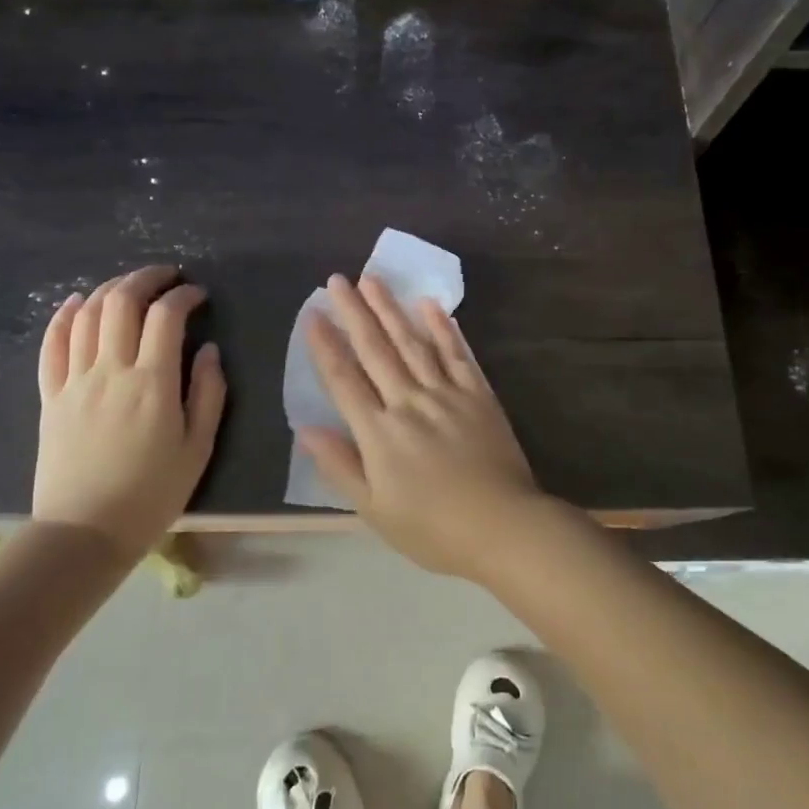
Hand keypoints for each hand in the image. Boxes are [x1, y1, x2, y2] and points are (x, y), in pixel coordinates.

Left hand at [33, 264, 226, 554]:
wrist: (85, 532)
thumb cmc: (151, 493)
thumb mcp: (198, 448)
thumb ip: (208, 393)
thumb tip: (208, 350)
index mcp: (152, 383)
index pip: (166, 316)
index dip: (184, 295)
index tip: (199, 295)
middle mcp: (110, 370)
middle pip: (121, 302)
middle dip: (146, 278)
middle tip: (167, 277)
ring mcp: (75, 381)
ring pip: (87, 315)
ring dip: (110, 289)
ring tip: (130, 286)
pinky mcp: (51, 396)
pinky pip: (51, 345)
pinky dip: (63, 317)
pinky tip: (76, 303)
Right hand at [299, 274, 552, 580]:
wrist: (503, 527)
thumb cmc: (433, 529)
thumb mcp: (374, 510)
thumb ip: (340, 466)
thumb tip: (305, 429)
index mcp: (379, 432)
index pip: (344, 379)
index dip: (325, 345)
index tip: (312, 314)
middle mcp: (409, 402)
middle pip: (375, 350)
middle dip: (354, 312)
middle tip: (337, 280)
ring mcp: (446, 394)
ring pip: (412, 343)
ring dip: (391, 309)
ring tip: (372, 279)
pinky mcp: (478, 394)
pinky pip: (457, 354)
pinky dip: (443, 328)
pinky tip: (430, 305)